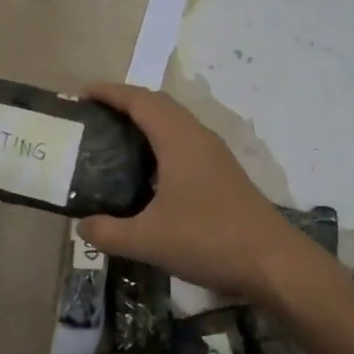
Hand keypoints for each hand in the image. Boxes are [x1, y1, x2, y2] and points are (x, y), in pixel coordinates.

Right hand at [77, 82, 318, 303]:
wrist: (271, 261)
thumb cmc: (207, 240)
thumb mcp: (147, 240)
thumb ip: (108, 233)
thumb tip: (81, 226)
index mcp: (178, 139)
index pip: (139, 100)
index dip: (110, 92)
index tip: (82, 93)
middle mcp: (198, 137)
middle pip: (159, 104)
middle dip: (126, 102)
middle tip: (95, 116)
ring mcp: (214, 154)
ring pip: (175, 122)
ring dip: (146, 121)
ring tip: (116, 138)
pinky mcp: (223, 172)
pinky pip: (185, 141)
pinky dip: (161, 141)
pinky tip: (148, 171)